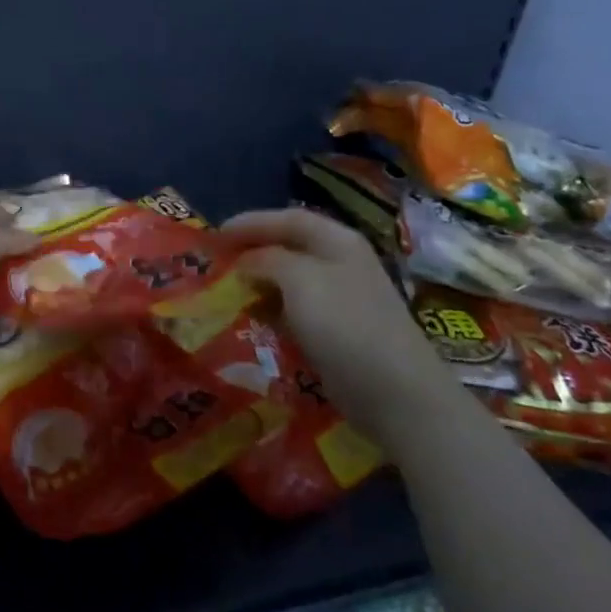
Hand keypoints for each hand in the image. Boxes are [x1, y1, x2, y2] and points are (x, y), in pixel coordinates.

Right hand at [223, 207, 466, 444]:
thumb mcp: (298, 279)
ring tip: (229, 291)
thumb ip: (266, 260)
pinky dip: (273, 312)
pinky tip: (255, 321)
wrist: (395, 393)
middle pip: (290, 247)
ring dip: (260, 284)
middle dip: (253, 252)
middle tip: (218, 263)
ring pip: (291, 281)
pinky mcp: (339, 333)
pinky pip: (297, 312)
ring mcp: (343, 300)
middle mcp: (341, 263)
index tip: (215, 235)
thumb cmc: (345, 323)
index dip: (251, 222)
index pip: (288, 219)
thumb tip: (245, 261)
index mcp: (338, 241)